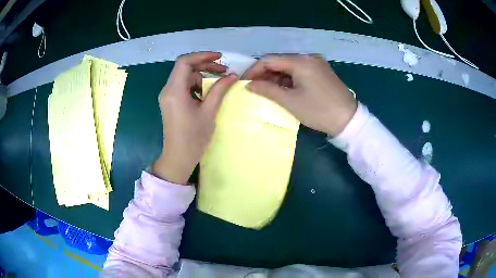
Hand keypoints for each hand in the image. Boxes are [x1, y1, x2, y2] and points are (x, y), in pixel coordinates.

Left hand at [152, 52, 237, 183]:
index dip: (202, 56)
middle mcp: (167, 90)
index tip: (220, 57)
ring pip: (185, 76)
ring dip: (202, 76)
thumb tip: (232, 76)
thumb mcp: (209, 112)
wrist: (178, 158)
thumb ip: (219, 90)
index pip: (184, 62)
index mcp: (174, 91)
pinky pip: (183, 86)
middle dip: (205, 65)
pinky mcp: (171, 101)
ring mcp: (168, 96)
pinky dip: (196, 85)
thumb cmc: (193, 138)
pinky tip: (208, 92)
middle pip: (185, 68)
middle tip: (224, 71)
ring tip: (219, 82)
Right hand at [244, 54, 356, 135]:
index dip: (254, 70)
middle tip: (255, 88)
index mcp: (301, 61)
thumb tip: (248, 85)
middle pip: (280, 62)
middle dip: (265, 74)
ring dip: (277, 77)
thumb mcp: (290, 101)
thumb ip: (267, 90)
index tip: (244, 83)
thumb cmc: (319, 111)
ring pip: (289, 66)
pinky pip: (299, 71)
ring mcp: (316, 63)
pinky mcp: (321, 71)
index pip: (269, 60)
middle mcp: (308, 57)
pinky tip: (284, 89)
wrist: (348, 120)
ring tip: (268, 91)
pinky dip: (289, 79)